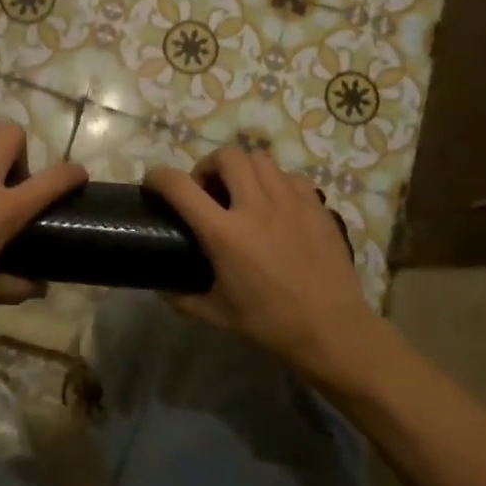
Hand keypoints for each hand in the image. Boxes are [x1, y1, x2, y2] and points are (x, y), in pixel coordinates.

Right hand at [145, 147, 374, 369]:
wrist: (331, 329)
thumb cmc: (269, 324)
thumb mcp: (216, 315)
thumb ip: (182, 298)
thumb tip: (161, 286)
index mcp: (225, 234)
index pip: (181, 187)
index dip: (159, 177)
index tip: (153, 183)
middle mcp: (256, 207)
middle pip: (226, 156)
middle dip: (208, 166)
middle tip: (208, 191)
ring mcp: (290, 202)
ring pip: (260, 160)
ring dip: (243, 171)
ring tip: (243, 194)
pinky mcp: (316, 206)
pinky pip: (290, 176)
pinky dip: (276, 182)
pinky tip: (276, 205)